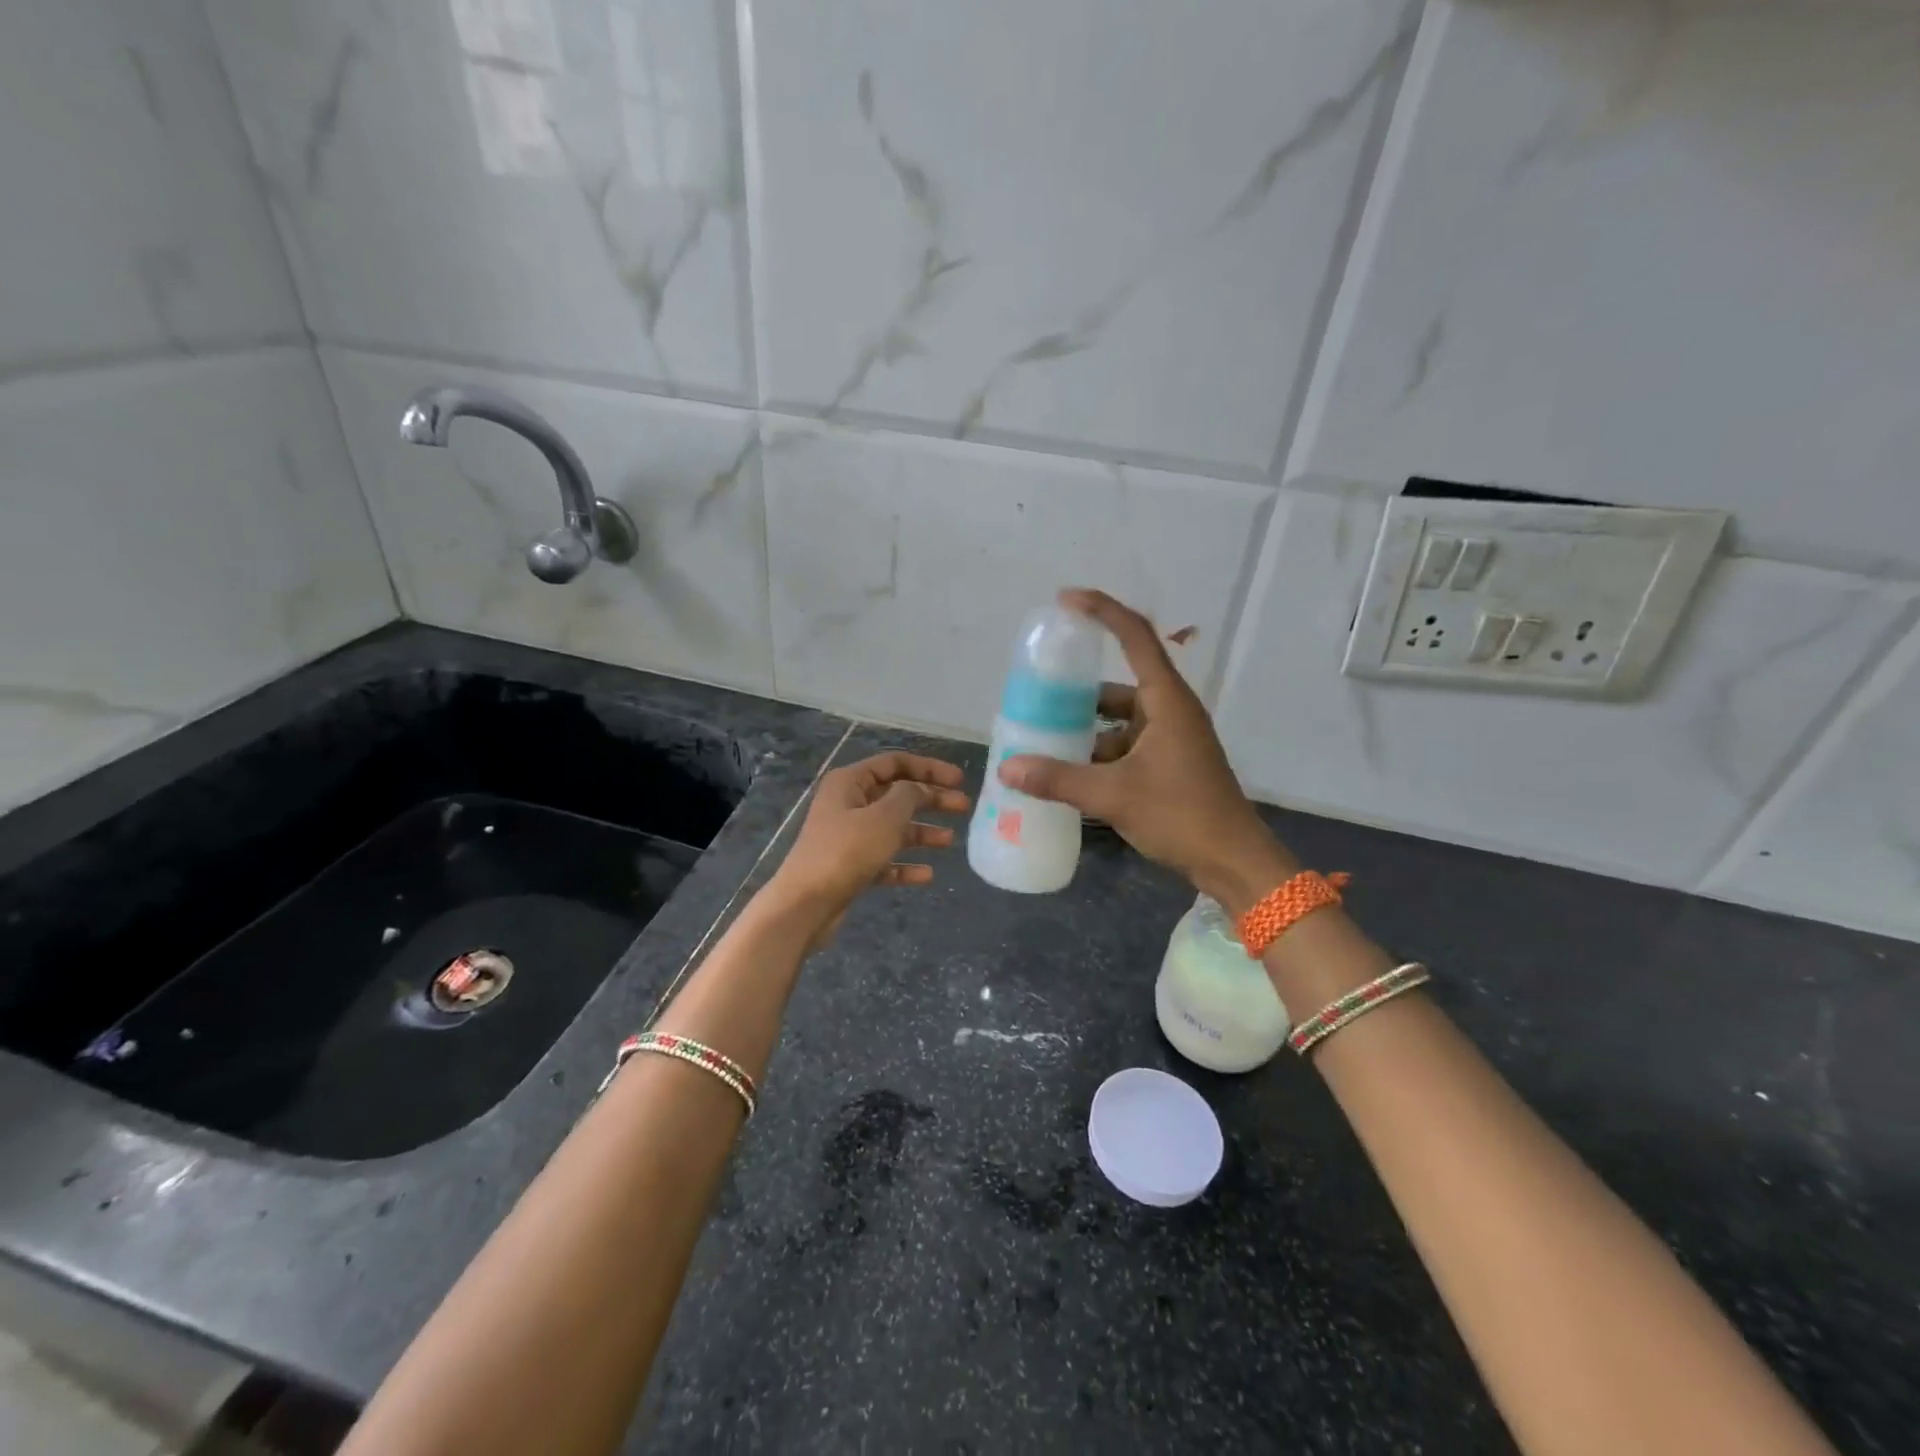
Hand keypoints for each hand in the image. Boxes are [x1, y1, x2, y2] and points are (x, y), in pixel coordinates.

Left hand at [767, 751, 969, 946]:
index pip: (894, 763)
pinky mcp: (850, 866)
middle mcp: (847, 804)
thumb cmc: (846, 851)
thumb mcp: (884, 817)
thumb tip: (919, 789)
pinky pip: (884, 859)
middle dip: (931, 800)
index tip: (959, 780)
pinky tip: (927, 875)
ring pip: (892, 828)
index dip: (928, 768)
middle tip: (963, 807)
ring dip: (921, 832)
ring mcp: (847, 836)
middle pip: (897, 795)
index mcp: (850, 782)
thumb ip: (909, 796)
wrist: (805, 905)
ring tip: (949, 841)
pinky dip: (905, 864)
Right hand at [998, 589, 1295, 915]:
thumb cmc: (1181, 815)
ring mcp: (1171, 740)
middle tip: (1038, 694)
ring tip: (1043, 739)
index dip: (1102, 611)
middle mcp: (1170, 711)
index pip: (1135, 637)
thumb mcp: (1114, 795)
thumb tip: (1008, 768)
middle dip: (1078, 691)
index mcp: (1166, 701)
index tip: (1065, 601)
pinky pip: (1125, 746)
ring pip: (1119, 721)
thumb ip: (1058, 779)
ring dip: (1086, 729)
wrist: (1233, 862)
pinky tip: (1069, 773)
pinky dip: (1098, 755)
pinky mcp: (1168, 765)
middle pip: (1119, 685)